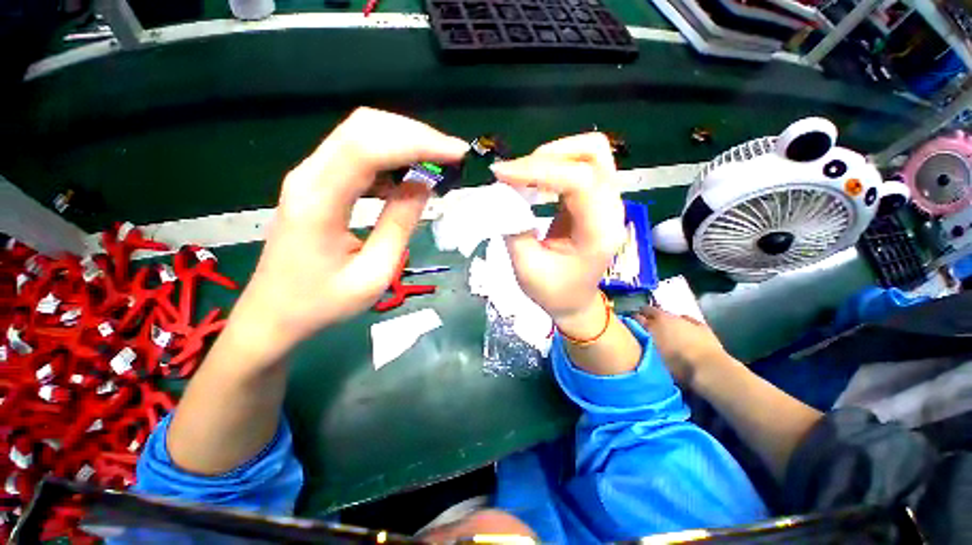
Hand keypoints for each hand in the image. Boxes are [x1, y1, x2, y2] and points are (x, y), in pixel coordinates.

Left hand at [237, 108, 468, 346]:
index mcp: (319, 201)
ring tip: (437, 164)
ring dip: (404, 142)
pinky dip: (389, 157)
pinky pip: (356, 155)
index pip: (369, 147)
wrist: (273, 314)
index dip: (418, 142)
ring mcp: (309, 176)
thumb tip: (424, 185)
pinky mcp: (316, 183)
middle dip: (415, 134)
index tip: (457, 152)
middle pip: (363, 128)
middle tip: (451, 155)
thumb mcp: (374, 273)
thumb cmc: (323, 303)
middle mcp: (309, 176)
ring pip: (360, 135)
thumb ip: (399, 224)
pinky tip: (409, 177)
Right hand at [491, 133, 624, 335]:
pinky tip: (536, 179)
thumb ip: (513, 228)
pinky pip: (583, 164)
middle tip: (515, 173)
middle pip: (593, 154)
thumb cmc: (553, 292)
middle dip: (547, 155)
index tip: (502, 175)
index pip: (579, 180)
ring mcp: (608, 201)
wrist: (575, 301)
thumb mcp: (526, 267)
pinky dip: (556, 163)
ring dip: (553, 155)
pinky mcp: (597, 198)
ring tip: (524, 173)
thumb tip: (501, 194)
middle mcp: (612, 210)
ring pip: (591, 153)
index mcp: (598, 232)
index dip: (538, 170)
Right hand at [633, 306, 729, 386]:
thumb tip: (634, 335)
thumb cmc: (677, 365)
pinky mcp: (701, 326)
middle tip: (643, 328)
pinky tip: (682, 329)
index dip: (632, 321)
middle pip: (651, 311)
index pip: (636, 316)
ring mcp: (684, 320)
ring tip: (662, 331)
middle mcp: (666, 317)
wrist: (709, 370)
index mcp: (652, 322)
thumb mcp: (652, 354)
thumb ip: (642, 341)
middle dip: (646, 317)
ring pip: (668, 315)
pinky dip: (682, 323)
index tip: (628, 327)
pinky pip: (687, 320)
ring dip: (664, 321)